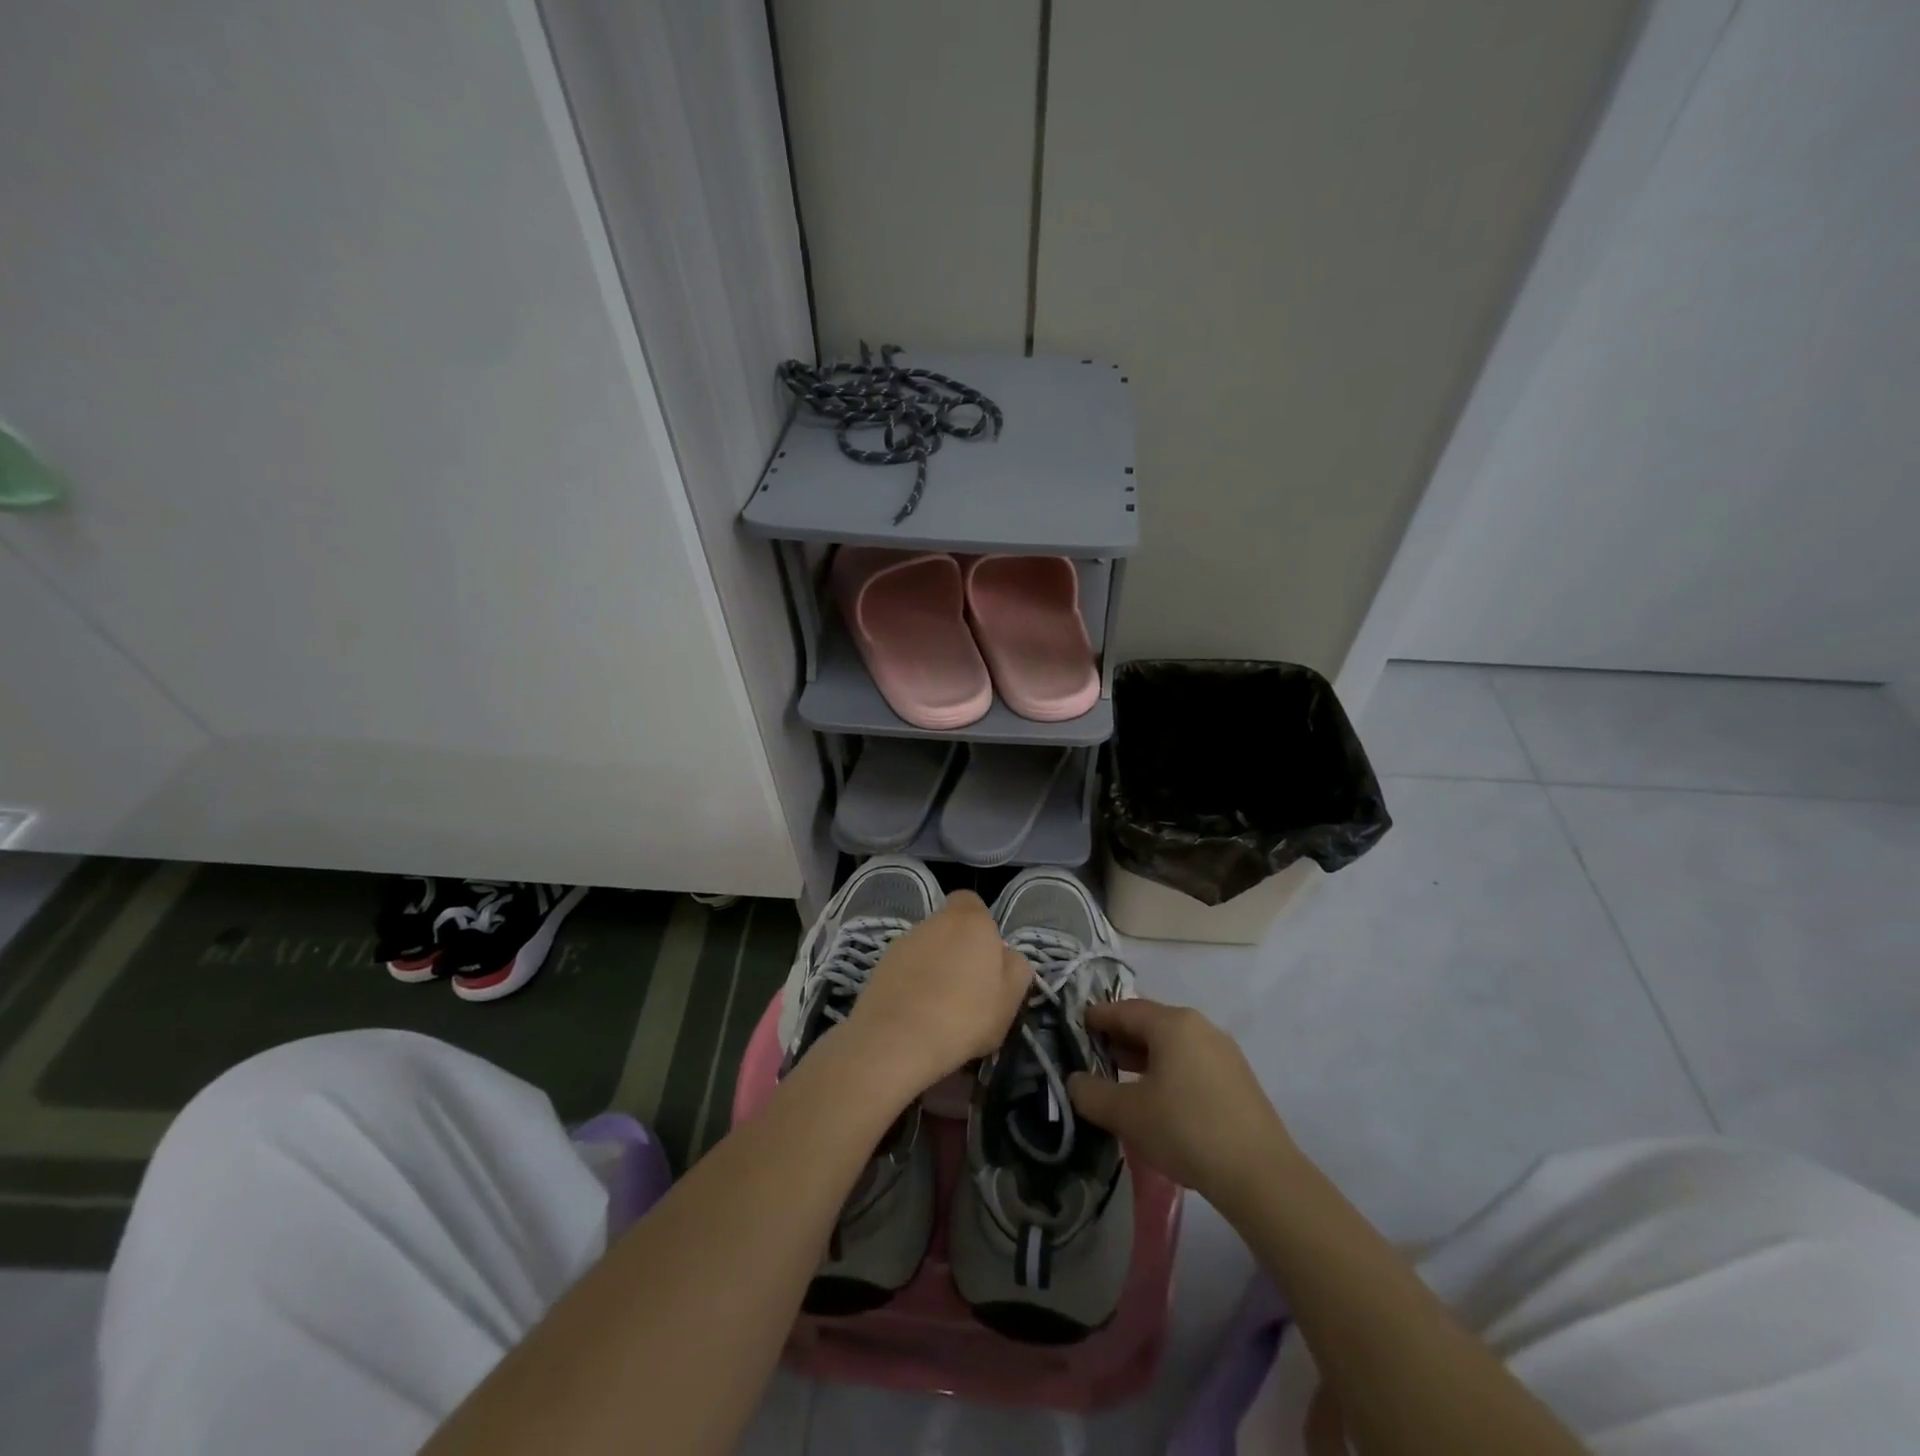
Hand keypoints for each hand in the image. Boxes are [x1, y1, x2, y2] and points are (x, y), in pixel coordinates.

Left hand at [841, 891, 1029, 1094]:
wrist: (897, 1040)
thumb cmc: (965, 1016)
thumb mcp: (1010, 999)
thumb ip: (1016, 969)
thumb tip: (1008, 956)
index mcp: (969, 921)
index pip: (970, 901)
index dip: (979, 924)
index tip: (986, 956)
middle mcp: (933, 922)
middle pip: (948, 927)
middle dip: (957, 950)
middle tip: (968, 989)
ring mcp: (902, 942)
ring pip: (925, 948)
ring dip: (933, 968)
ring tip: (940, 1008)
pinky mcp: (879, 966)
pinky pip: (904, 969)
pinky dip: (911, 984)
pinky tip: (916, 1015)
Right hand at [1067, 999, 1299, 1212]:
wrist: (1261, 1176)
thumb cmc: (1186, 1129)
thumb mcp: (1127, 1113)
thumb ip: (1092, 1093)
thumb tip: (1074, 1081)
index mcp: (1173, 1023)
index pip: (1124, 1009)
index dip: (1097, 1017)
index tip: (1076, 1027)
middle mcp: (1200, 1027)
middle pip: (1150, 1023)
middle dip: (1120, 1037)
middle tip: (1094, 1054)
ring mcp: (1224, 1052)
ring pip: (1172, 1044)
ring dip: (1144, 1056)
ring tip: (1121, 1077)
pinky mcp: (1238, 1080)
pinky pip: (1191, 1062)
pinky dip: (1168, 1070)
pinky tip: (1159, 1098)